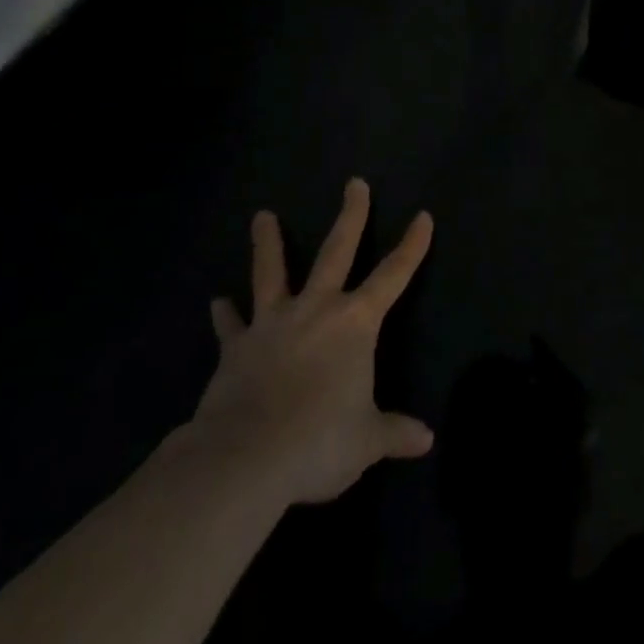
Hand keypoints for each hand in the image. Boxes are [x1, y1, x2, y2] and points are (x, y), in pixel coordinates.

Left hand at [191, 178, 433, 503]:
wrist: (244, 459)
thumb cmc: (318, 441)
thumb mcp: (366, 441)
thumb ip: (395, 433)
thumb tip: (426, 440)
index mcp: (355, 323)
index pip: (394, 275)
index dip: (412, 246)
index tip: (423, 216)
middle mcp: (316, 309)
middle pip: (336, 251)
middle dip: (351, 216)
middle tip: (354, 183)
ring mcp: (272, 324)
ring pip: (271, 273)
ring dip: (268, 244)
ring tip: (261, 216)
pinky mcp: (236, 348)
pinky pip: (231, 326)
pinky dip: (225, 315)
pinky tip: (217, 303)